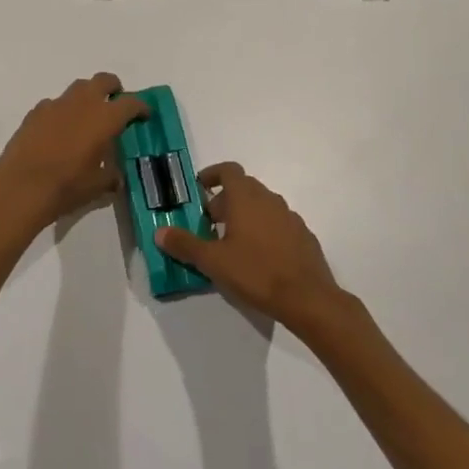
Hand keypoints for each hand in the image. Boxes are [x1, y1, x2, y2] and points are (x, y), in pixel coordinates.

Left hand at [0, 74, 148, 233]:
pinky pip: (54, 104)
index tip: (144, 115)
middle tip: (116, 104)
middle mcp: (81, 103)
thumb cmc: (65, 187)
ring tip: (87, 117)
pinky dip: (62, 111)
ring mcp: (55, 105)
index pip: (130, 103)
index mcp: (104, 118)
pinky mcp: (34, 113)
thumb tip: (116, 176)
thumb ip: (111, 176)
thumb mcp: (97, 187)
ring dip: (87, 97)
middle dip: (113, 88)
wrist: (20, 188)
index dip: (141, 107)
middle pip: (103, 81)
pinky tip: (59, 131)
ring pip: (77, 88)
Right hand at [156, 163, 345, 331]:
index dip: (212, 175)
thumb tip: (159, 232)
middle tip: (208, 225)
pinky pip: (277, 223)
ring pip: (261, 206)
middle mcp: (269, 199)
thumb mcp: (213, 261)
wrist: (308, 298)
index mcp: (246, 197)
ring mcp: (290, 217)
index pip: (228, 170)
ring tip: (231, 243)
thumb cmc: (256, 272)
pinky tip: (258, 258)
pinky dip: (263, 230)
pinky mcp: (303, 236)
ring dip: (244, 216)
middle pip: (243, 188)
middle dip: (224, 201)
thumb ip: (185, 244)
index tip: (199, 189)